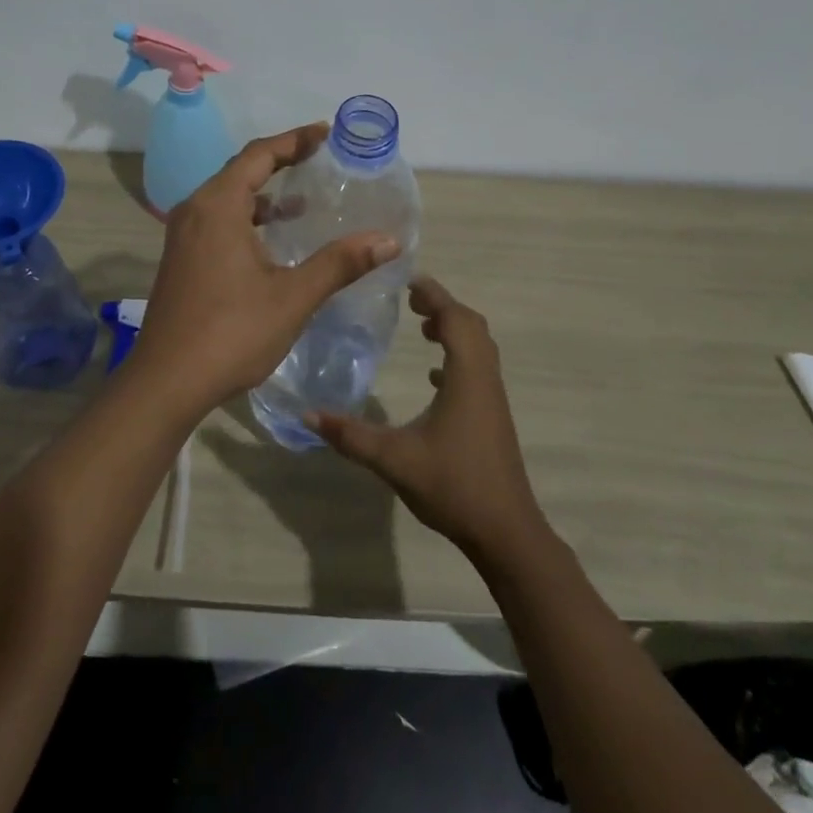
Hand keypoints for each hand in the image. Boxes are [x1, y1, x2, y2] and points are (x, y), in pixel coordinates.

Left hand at [128, 124, 400, 419]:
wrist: (166, 381)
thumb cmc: (231, 333)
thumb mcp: (292, 296)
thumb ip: (339, 263)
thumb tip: (388, 240)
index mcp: (218, 206)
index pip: (259, 155)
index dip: (295, 140)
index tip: (326, 133)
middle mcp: (194, 210)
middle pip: (240, 170)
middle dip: (280, 161)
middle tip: (319, 159)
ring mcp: (183, 236)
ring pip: (227, 198)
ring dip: (263, 193)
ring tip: (303, 201)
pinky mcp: (181, 259)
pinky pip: (217, 220)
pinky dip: (247, 218)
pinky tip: (271, 241)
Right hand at [306, 275, 546, 561]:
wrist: (505, 532)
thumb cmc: (453, 486)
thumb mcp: (394, 459)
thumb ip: (350, 435)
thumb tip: (306, 415)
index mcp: (468, 377)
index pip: (455, 319)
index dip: (434, 295)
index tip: (407, 280)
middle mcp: (485, 380)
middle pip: (472, 326)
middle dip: (443, 307)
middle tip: (411, 300)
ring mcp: (492, 400)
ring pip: (478, 348)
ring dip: (453, 330)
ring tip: (421, 328)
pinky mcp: (492, 417)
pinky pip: (477, 371)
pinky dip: (457, 359)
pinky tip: (434, 377)